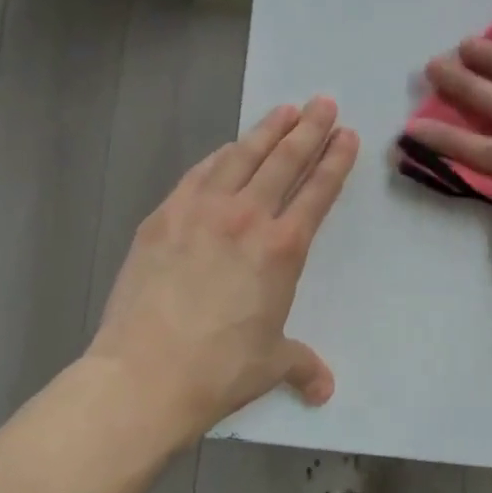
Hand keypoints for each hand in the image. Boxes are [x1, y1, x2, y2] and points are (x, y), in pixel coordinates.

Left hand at [89, 97, 359, 442]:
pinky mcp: (163, 218)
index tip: (347, 134)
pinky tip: (228, 148)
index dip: (336, 160)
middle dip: (309, 129)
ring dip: (266, 131)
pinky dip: (220, 156)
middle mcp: (247, 218)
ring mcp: (201, 212)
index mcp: (283, 248)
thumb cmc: (219, 369)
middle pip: (285, 161)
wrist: (144, 375)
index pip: (318, 191)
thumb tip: (324, 390)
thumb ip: (302, 366)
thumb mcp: (271, 365)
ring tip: (284, 110)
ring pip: (242, 157)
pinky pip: (199, 174)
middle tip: (324, 103)